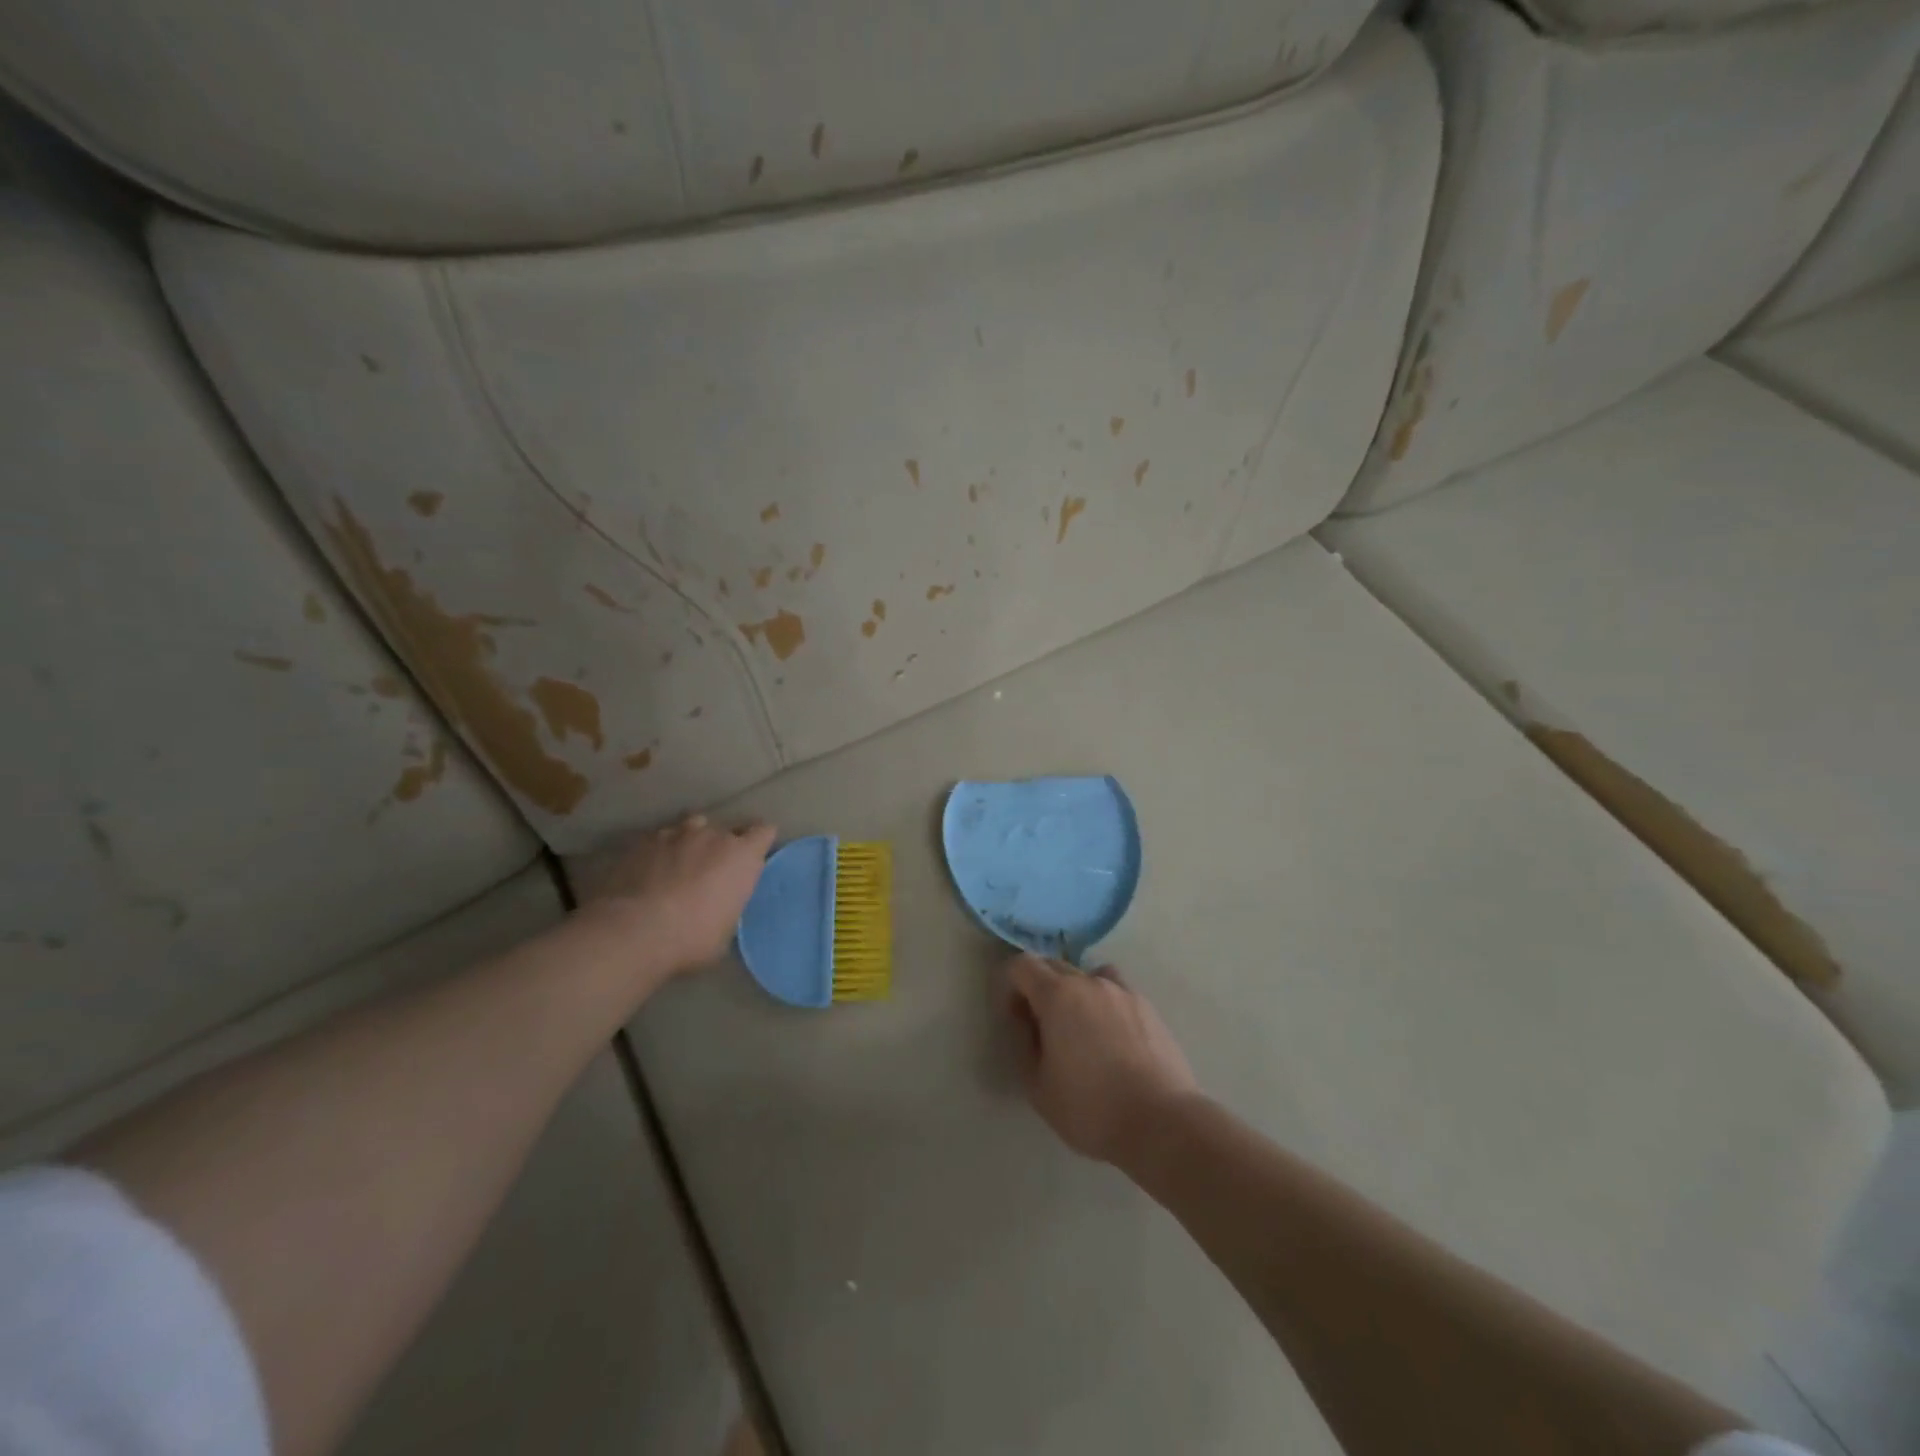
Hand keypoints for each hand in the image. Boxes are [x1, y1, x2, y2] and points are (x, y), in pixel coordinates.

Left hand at [579, 814, 776, 978]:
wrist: (634, 931)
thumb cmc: (692, 938)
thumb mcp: (726, 931)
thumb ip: (729, 906)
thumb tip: (721, 907)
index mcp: (742, 856)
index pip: (764, 831)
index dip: (759, 842)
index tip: (753, 858)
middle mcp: (713, 836)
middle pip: (726, 829)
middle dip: (722, 846)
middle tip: (713, 870)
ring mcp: (675, 834)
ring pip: (691, 826)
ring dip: (691, 842)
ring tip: (680, 864)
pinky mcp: (642, 842)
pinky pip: (659, 839)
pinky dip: (660, 851)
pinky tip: (649, 871)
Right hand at [1005, 954, 1199, 1165]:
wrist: (1161, 1122)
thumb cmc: (1090, 1107)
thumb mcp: (1038, 1085)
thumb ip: (1023, 1043)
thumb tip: (1024, 1020)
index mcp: (1057, 995)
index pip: (1022, 965)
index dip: (1009, 985)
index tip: (1013, 1016)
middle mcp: (1090, 982)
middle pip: (1054, 966)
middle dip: (1039, 988)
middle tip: (1040, 1027)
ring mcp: (1123, 992)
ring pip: (1088, 976)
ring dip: (1074, 992)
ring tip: (1079, 1029)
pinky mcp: (1148, 1008)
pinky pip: (1116, 992)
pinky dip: (1104, 1003)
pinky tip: (1111, 1038)